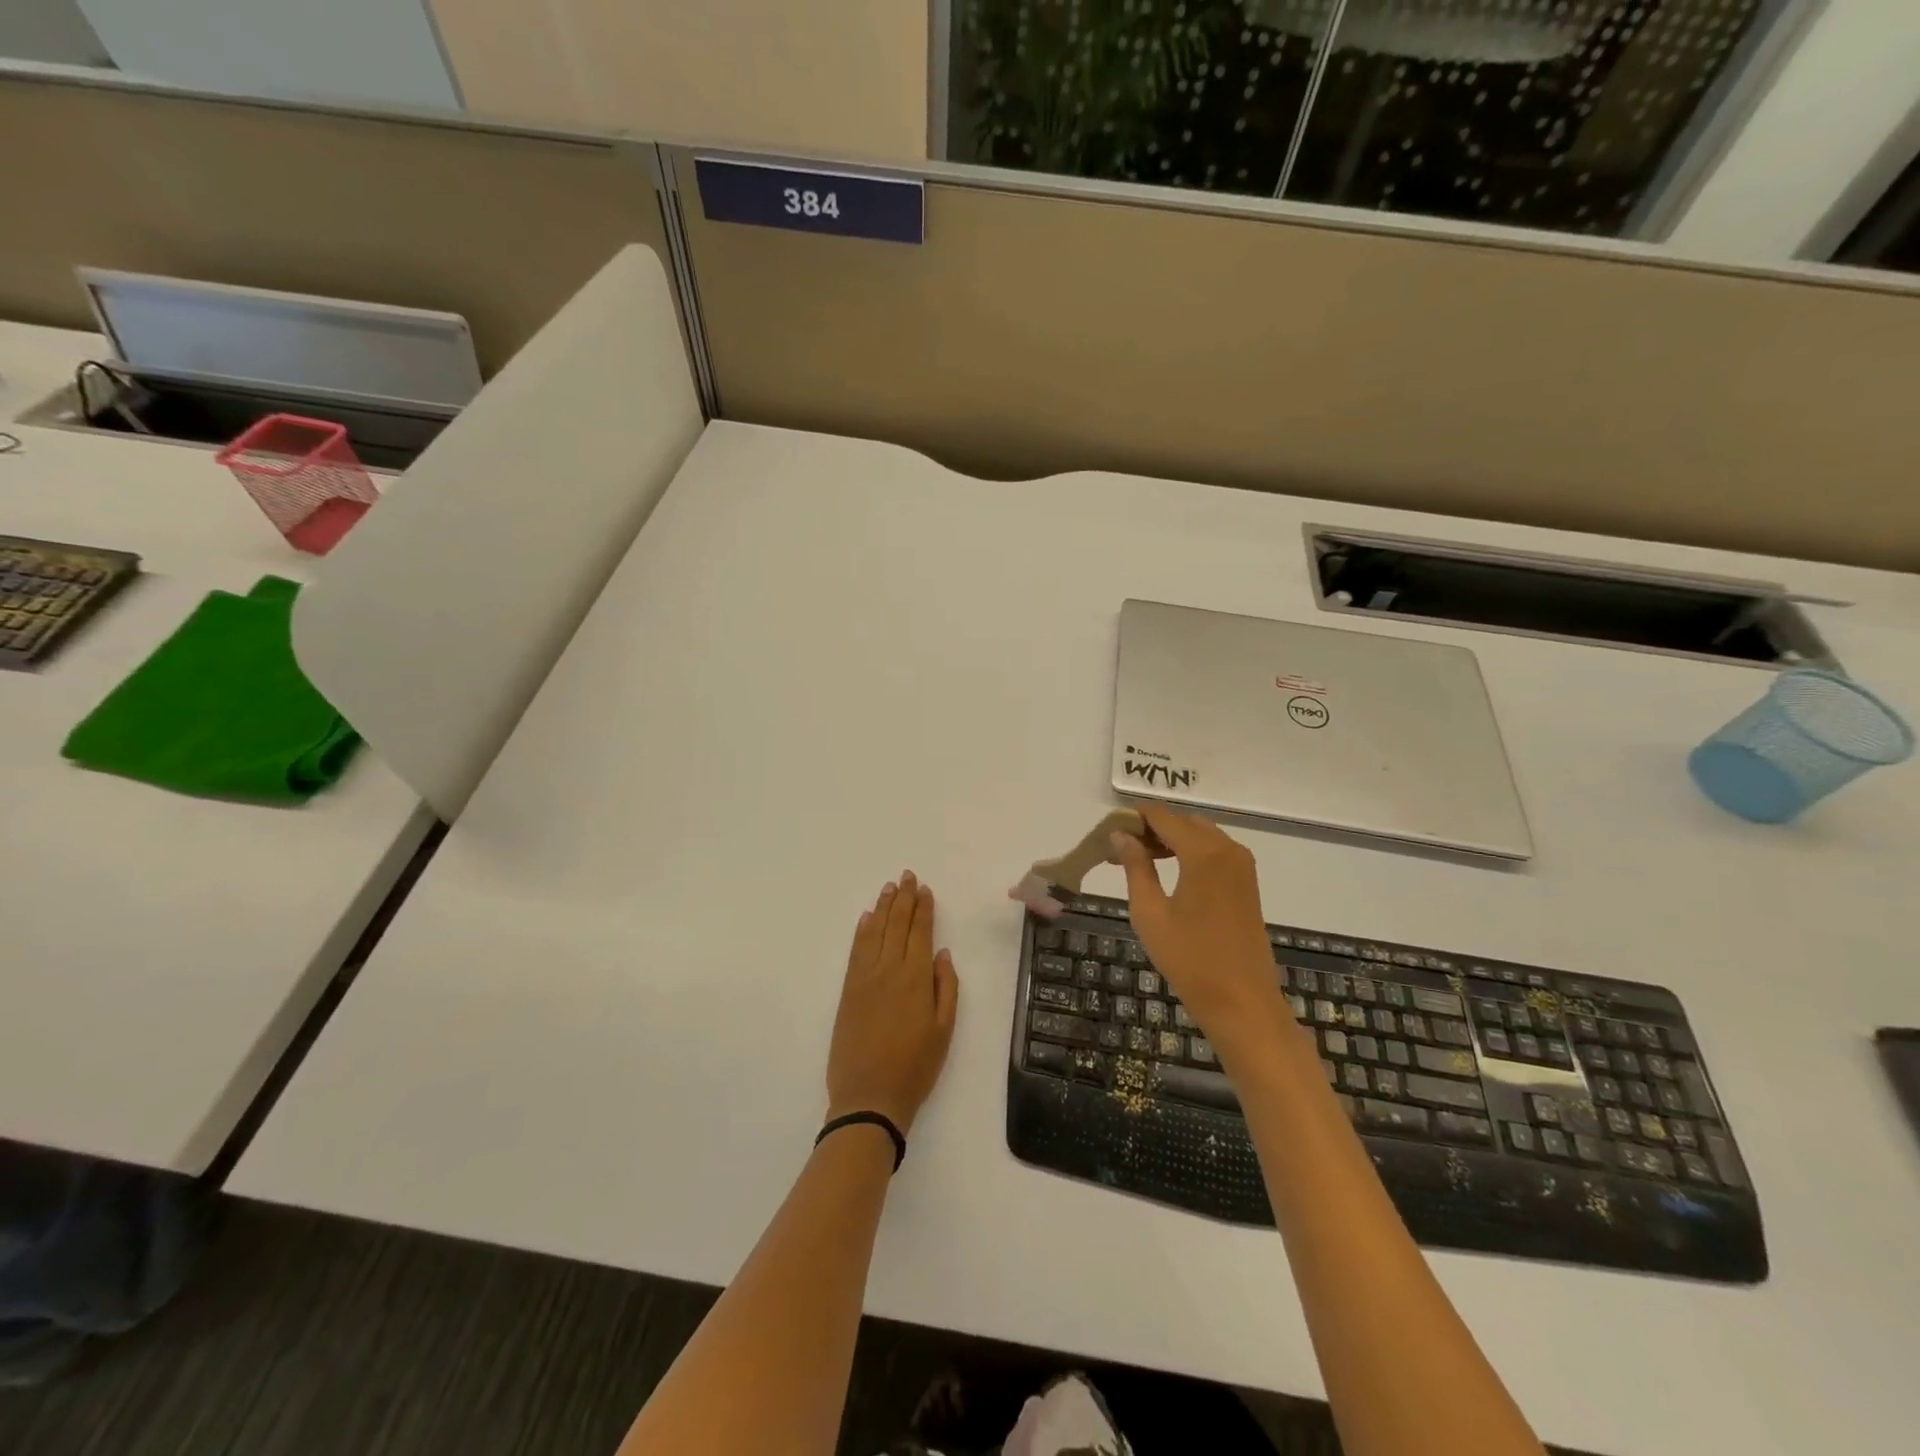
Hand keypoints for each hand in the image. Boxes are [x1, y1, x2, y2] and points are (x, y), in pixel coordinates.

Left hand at [826, 871, 959, 1133]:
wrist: (868, 1097)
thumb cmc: (915, 1067)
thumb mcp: (944, 1030)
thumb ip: (946, 987)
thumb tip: (942, 953)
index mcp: (916, 978)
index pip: (920, 932)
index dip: (923, 908)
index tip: (924, 889)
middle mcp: (889, 970)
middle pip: (897, 925)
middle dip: (903, 899)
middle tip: (907, 876)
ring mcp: (865, 978)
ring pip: (875, 932)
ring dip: (883, 907)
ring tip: (889, 887)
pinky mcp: (848, 990)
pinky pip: (856, 950)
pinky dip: (862, 931)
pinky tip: (867, 918)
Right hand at [1111, 806, 1287, 1056]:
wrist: (1242, 1002)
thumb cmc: (1189, 959)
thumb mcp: (1150, 913)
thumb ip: (1135, 867)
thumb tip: (1121, 835)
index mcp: (1204, 853)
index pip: (1162, 817)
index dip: (1134, 818)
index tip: (1108, 831)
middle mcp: (1228, 849)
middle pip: (1183, 822)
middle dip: (1151, 829)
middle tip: (1120, 850)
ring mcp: (1242, 866)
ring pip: (1200, 835)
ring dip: (1171, 840)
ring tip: (1138, 861)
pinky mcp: (1247, 883)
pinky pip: (1214, 852)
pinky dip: (1190, 852)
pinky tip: (1168, 873)